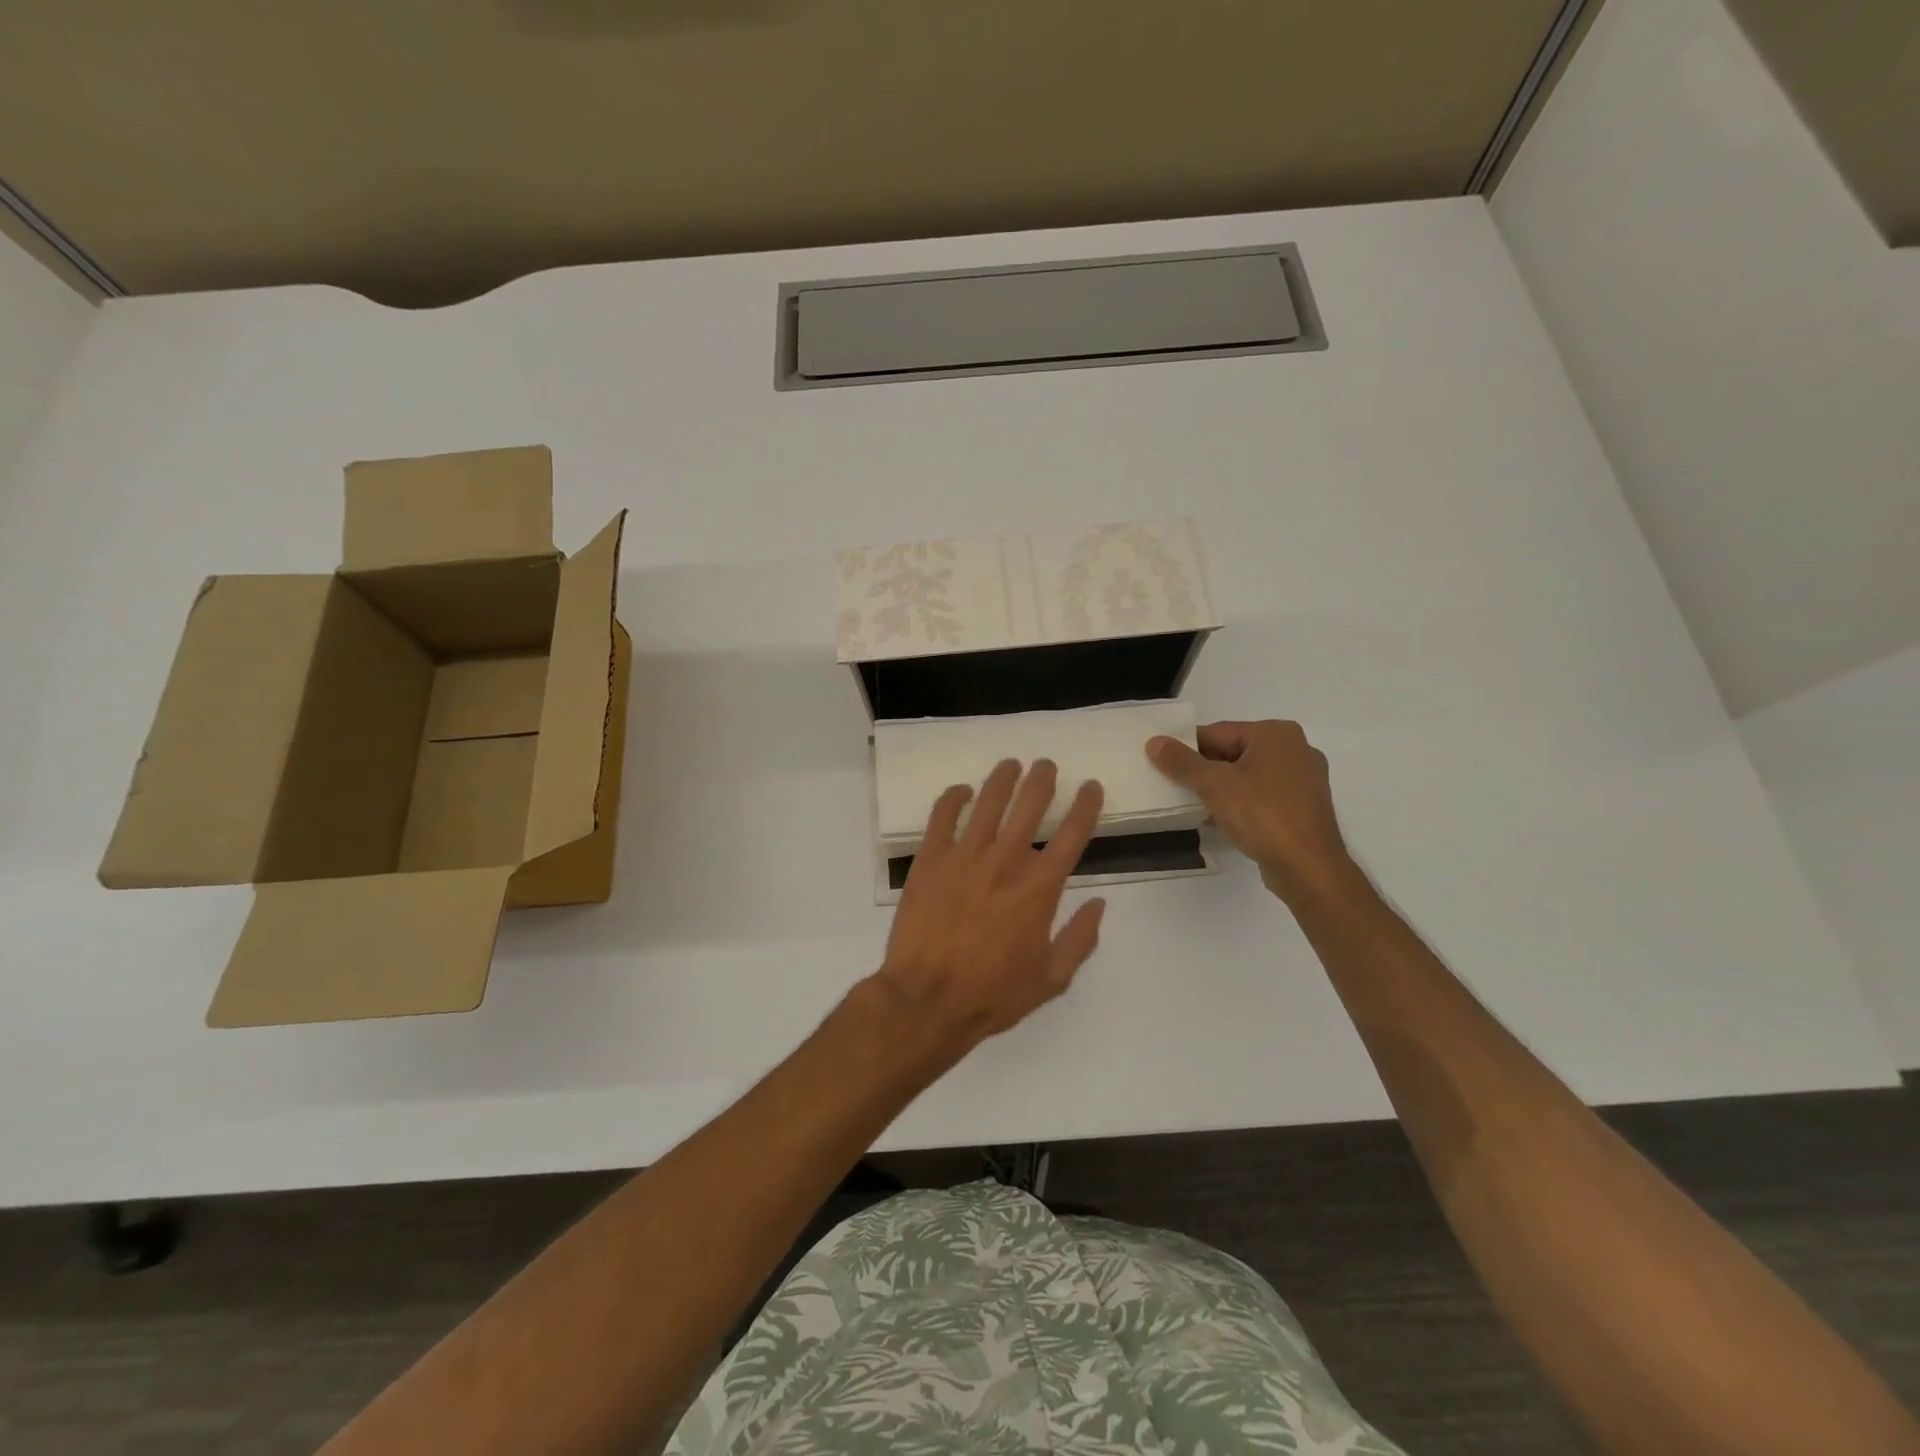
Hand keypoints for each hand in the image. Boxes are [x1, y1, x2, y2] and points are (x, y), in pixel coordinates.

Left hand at [873, 759, 1105, 1058]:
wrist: (927, 999)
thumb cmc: (992, 994)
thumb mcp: (1051, 980)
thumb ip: (1080, 939)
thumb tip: (1100, 904)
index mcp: (1039, 889)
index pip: (1072, 835)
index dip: (1086, 806)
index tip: (1091, 786)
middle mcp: (1006, 862)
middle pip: (1030, 806)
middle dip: (1043, 780)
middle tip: (1046, 765)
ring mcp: (965, 856)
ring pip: (989, 802)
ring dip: (1003, 778)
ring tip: (1011, 764)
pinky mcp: (930, 859)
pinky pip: (942, 815)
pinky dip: (953, 797)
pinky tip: (962, 791)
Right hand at [1147, 720, 1354, 901]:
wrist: (1307, 867)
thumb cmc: (1261, 814)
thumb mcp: (1213, 784)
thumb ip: (1181, 762)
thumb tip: (1155, 742)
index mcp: (1276, 733)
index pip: (1218, 732)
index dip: (1187, 748)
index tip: (1164, 766)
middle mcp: (1295, 749)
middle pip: (1233, 752)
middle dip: (1204, 770)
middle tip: (1175, 787)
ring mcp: (1304, 779)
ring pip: (1248, 776)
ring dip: (1221, 789)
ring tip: (1194, 805)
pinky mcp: (1304, 807)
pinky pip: (1263, 796)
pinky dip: (1241, 803)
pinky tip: (1221, 820)